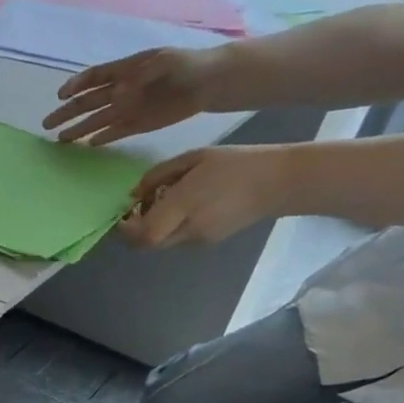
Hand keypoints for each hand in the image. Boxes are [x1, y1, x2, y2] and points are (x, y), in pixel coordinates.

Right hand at [43, 47, 220, 145]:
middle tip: (47, 124)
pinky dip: (103, 138)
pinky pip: (115, 132)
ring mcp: (128, 108)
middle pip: (87, 102)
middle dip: (67, 112)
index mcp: (124, 69)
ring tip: (60, 139)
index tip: (61, 96)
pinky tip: (89, 145)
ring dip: (79, 129)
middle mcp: (121, 90)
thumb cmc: (187, 64)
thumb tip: (116, 95)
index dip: (75, 85)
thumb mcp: (165, 61)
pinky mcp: (138, 125)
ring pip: (97, 120)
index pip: (93, 77)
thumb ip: (138, 76)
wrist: (211, 82)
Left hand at [119, 145, 293, 247]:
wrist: (280, 182)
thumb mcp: (194, 158)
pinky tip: (180, 210)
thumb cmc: (236, 163)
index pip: (145, 233)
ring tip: (161, 206)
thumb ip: (158, 175)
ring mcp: (200, 239)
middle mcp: (190, 227)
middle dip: (134, 231)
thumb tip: (133, 194)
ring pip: (161, 243)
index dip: (126, 229)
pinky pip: (177, 240)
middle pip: (148, 244)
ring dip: (152, 230)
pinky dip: (169, 229)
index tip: (122, 214)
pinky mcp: (209, 243)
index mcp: (186, 204)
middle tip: (135, 212)